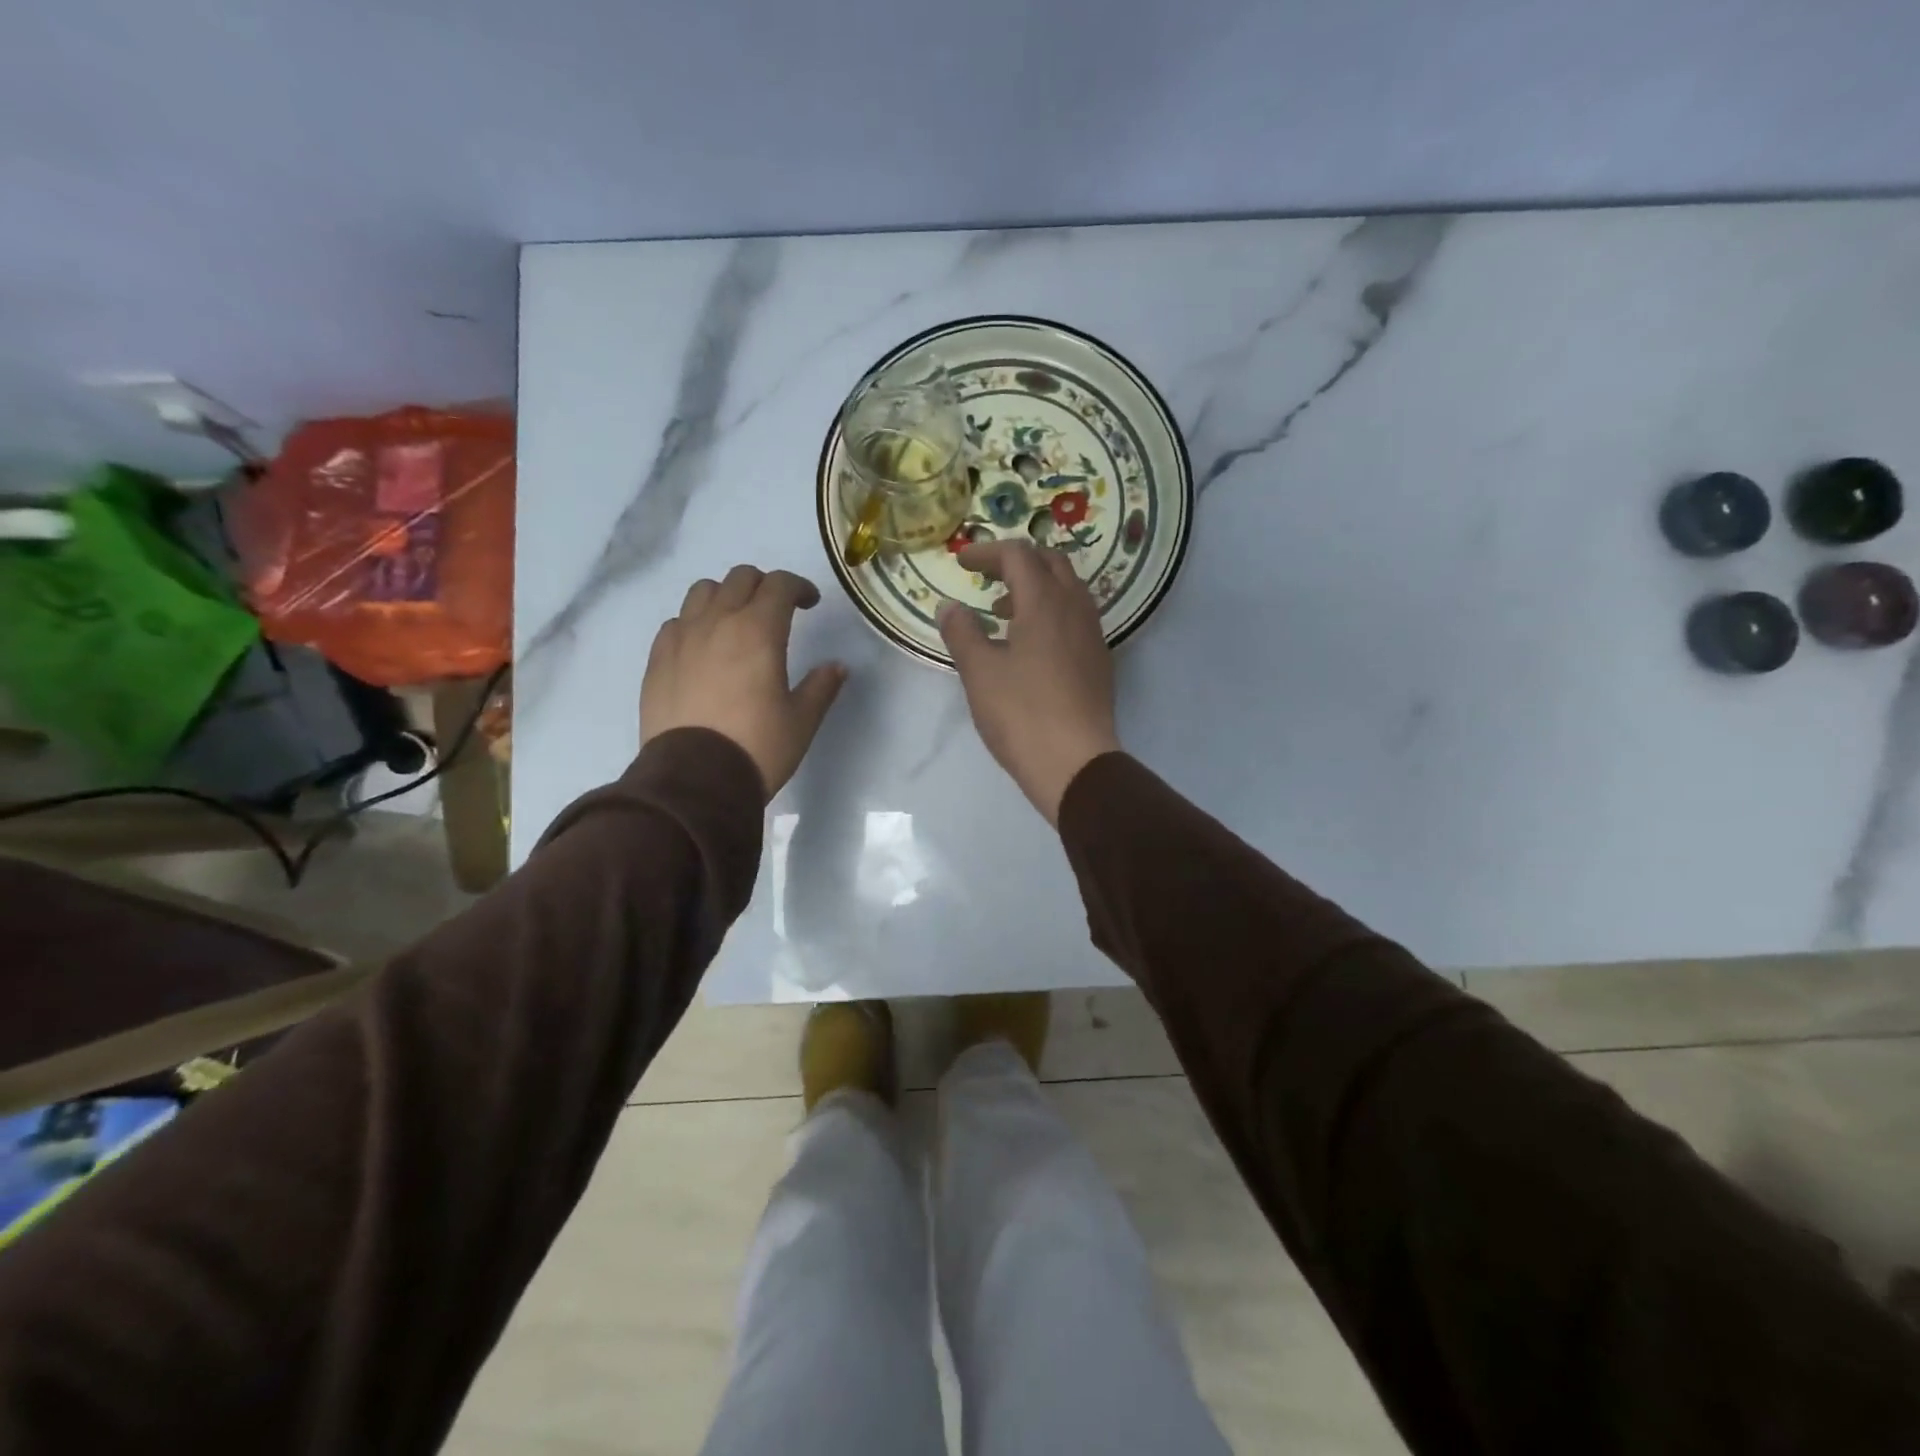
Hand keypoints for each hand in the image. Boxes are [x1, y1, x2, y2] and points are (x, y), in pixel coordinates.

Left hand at [642, 566, 847, 798]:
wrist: (694, 781)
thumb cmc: (757, 747)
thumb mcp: (802, 721)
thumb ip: (821, 687)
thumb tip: (837, 667)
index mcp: (759, 631)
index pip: (779, 584)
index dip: (799, 587)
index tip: (809, 604)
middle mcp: (717, 622)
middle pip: (740, 578)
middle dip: (763, 586)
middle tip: (776, 611)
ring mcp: (681, 638)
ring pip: (702, 592)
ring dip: (725, 596)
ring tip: (735, 622)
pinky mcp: (657, 660)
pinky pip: (675, 622)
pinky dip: (694, 623)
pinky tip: (702, 648)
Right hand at [937, 541, 1120, 823]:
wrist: (1076, 764)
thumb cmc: (1022, 714)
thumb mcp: (980, 672)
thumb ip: (962, 632)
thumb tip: (950, 607)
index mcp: (1045, 603)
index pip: (1018, 555)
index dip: (987, 552)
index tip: (961, 564)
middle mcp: (1076, 609)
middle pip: (1051, 562)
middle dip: (1017, 561)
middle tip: (988, 577)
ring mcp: (1093, 635)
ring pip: (1068, 590)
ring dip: (1037, 587)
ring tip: (1005, 612)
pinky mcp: (1099, 660)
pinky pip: (1076, 617)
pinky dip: (1051, 612)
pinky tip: (1030, 644)